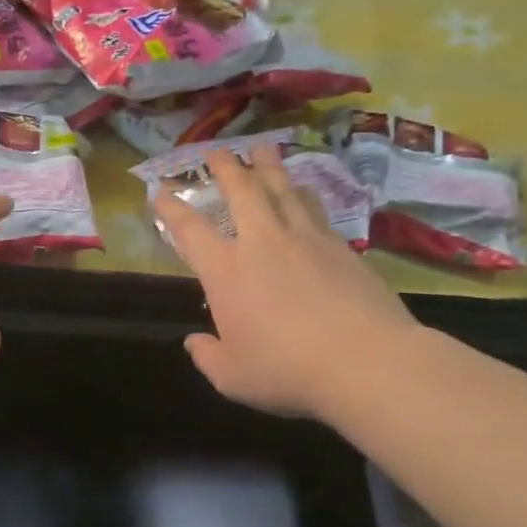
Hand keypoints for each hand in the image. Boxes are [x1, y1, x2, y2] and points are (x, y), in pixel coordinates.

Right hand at [156, 147, 417, 421]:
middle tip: (216, 150)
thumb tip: (195, 341)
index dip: (171, 208)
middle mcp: (263, 243)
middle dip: (225, 167)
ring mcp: (306, 239)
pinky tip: (304, 190)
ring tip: (262, 150)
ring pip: (283, 189)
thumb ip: (207, 356)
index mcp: (226, 271)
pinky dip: (302, 193)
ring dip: (267, 167)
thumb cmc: (286, 370)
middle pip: (241, 191)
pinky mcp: (341, 246)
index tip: (160, 190)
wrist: (366, 362)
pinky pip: (315, 207)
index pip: (190, 230)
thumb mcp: (231, 377)